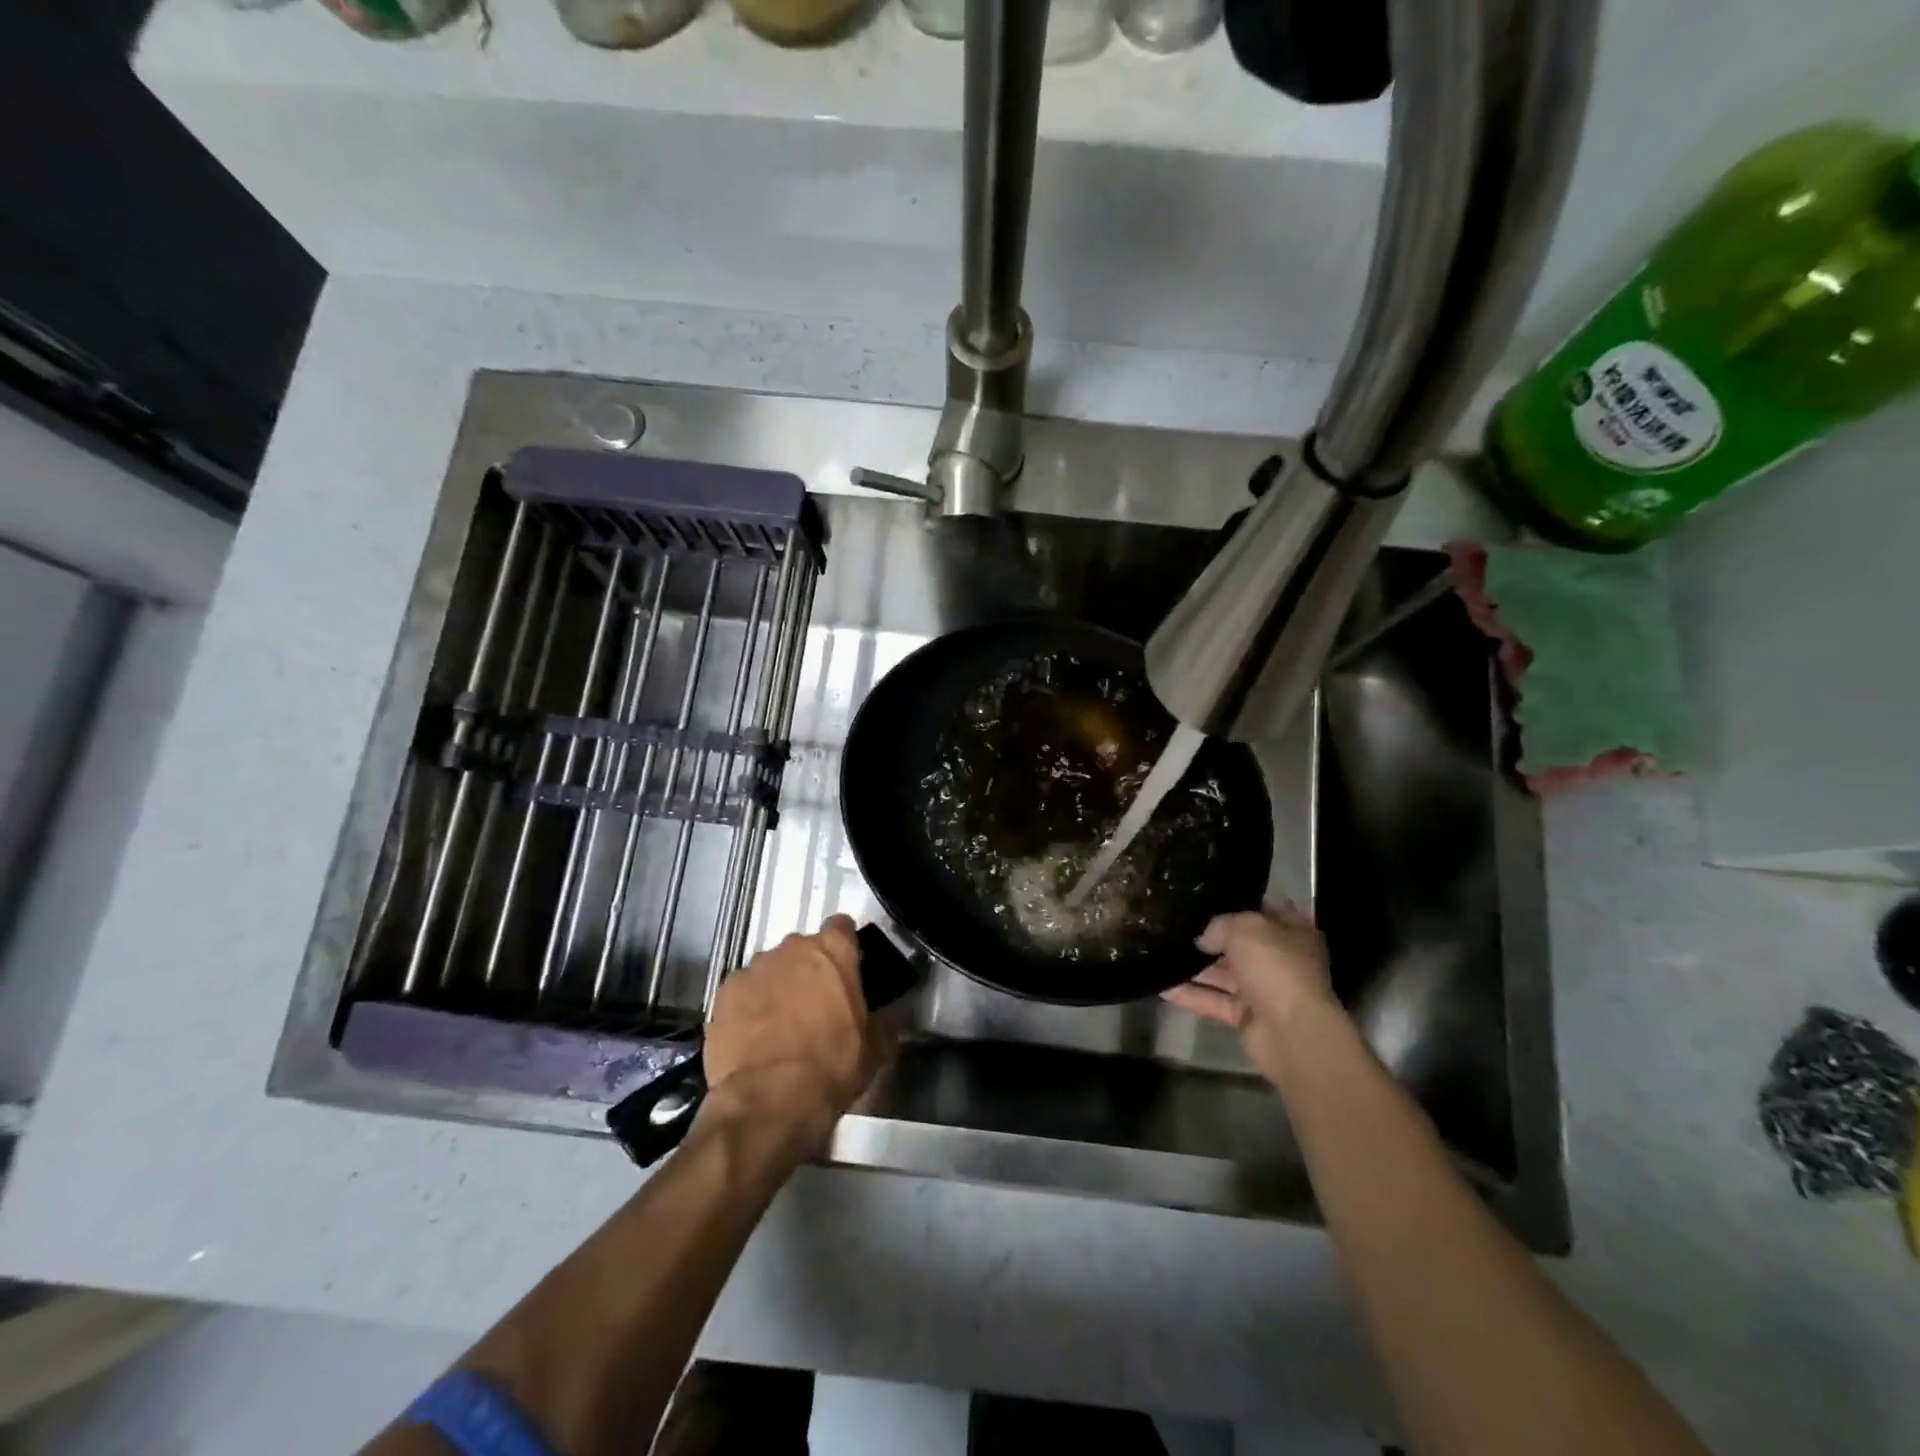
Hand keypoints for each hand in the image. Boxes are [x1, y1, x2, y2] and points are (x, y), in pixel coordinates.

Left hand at [699, 914, 890, 1156]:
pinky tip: (753, 1038)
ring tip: (781, 1026)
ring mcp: (754, 968)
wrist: (768, 1101)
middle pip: (804, 948)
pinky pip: (743, 991)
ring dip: (778, 987)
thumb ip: (882, 1019)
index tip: (848, 969)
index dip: (846, 946)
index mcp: (833, 951)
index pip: (842, 926)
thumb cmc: (831, 1068)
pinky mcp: (723, 993)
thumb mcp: (875, 1048)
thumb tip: (884, 1016)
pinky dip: (749, 1007)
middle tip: (817, 1005)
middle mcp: (792, 948)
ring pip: (771, 969)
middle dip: (810, 969)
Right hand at [1161, 903, 1343, 1085]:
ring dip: (1195, 967)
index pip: (1265, 910)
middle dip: (1210, 938)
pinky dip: (1190, 995)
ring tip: (1161, 953)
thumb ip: (1220, 925)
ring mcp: (1264, 990)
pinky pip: (1214, 1001)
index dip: (1238, 903)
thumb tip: (1204, 939)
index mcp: (1292, 933)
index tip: (1207, 898)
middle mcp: (1280, 960)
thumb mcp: (1244, 929)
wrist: (1293, 1033)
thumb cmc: (1276, 967)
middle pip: (1240, 944)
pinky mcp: (1246, 1017)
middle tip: (1175, 926)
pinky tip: (1162, 985)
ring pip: (1224, 974)